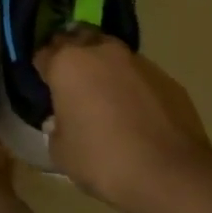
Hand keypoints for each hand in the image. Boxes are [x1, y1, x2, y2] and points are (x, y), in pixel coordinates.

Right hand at [36, 34, 211, 208]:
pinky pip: (138, 75)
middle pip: (79, 39)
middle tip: (71, 82)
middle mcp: (102, 51)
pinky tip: (134, 112)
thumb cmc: (103, 160)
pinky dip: (131, 85)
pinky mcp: (166, 77)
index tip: (43, 86)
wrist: (170, 173)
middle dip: (72, 55)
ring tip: (104, 97)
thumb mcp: (61, 152)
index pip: (43, 53)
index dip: (41, 69)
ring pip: (111, 54)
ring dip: (104, 68)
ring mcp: (138, 61)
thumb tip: (59, 120)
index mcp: (68, 63)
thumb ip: (55, 128)